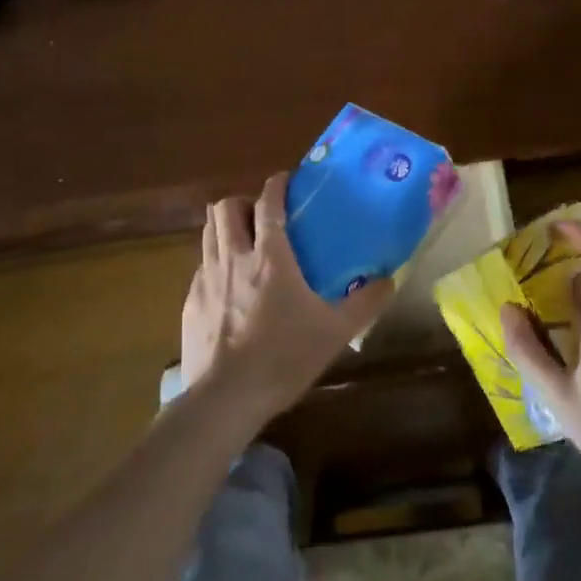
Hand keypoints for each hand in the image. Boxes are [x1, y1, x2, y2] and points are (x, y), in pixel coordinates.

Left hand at [181, 173, 393, 422]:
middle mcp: (234, 257)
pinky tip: (228, 289)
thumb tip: (390, 279)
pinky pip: (200, 267)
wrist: (224, 399)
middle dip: (243, 202)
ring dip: (225, 228)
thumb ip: (365, 303)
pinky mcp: (189, 303)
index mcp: (270, 256)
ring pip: (208, 232)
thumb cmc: (283, 357)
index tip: (286, 180)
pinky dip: (214, 264)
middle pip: (226, 207)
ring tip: (243, 244)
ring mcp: (206, 279)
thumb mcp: (334, 332)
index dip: (276, 184)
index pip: (268, 202)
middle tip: (261, 218)